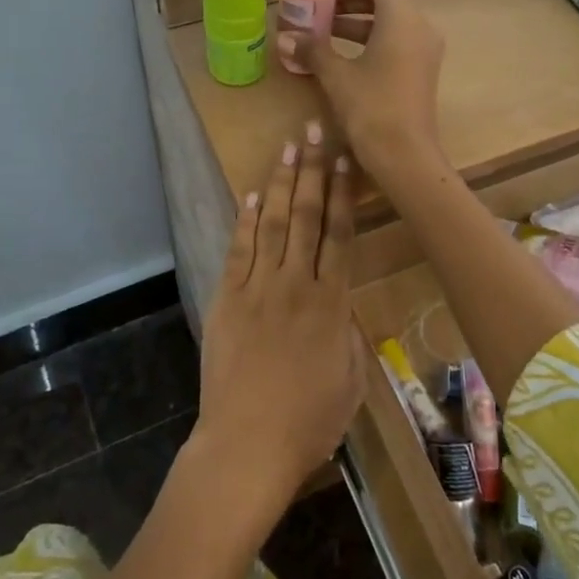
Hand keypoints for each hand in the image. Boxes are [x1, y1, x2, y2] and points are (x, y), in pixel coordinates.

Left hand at [190, 122, 363, 517]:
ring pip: (273, 224)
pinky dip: (245, 221)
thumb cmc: (309, 422)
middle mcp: (296, 284)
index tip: (345, 159)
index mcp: (332, 303)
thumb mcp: (350, 379)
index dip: (343, 193)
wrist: (247, 446)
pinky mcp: (228, 300)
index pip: (339, 234)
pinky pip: (238, 251)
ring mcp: (258, 289)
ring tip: (288, 148)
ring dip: (280, 183)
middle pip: (306, 216)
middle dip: (312, 170)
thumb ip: (348, 332)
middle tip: (314, 131)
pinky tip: (251, 195)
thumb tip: (342, 304)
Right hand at [277, 0, 445, 182]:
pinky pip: (397, 44)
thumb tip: (284, 37)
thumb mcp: (336, 77)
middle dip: (350, 6)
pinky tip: (343, 62)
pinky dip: (372, 44)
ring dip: (358, 26)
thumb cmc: (372, 108)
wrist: (406, 156)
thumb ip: (312, 50)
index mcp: (403, 19)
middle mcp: (420, 27)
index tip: (324, 1)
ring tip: (322, 39)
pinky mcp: (422, 72)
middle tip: (318, 17)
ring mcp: (425, 51)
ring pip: (391, 23)